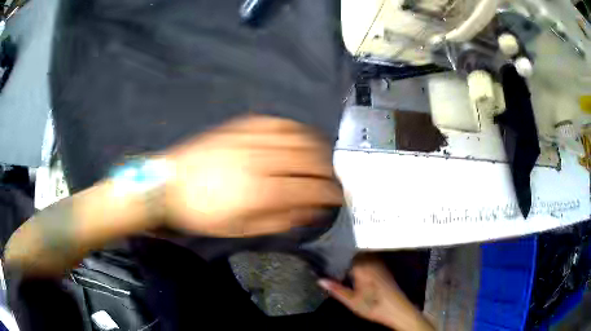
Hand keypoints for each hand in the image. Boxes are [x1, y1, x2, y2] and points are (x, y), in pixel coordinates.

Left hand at [164, 115, 342, 236]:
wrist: (169, 184)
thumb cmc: (203, 213)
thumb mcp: (241, 229)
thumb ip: (280, 220)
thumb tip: (310, 212)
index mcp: (262, 192)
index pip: (311, 189)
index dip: (331, 193)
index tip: (339, 197)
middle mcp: (262, 161)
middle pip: (311, 160)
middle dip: (330, 170)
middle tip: (333, 178)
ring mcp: (252, 139)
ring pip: (299, 137)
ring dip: (318, 147)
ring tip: (323, 157)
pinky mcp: (241, 126)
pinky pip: (278, 122)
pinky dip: (295, 129)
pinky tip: (299, 137)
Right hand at [319, 257, 433, 330]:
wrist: (397, 310)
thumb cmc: (373, 306)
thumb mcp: (351, 301)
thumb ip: (336, 289)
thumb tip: (320, 280)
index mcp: (362, 266)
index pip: (345, 254)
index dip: (334, 254)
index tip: (323, 254)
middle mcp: (371, 261)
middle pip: (354, 252)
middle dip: (342, 254)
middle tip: (328, 256)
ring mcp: (379, 263)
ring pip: (362, 254)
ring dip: (352, 256)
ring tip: (339, 260)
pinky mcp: (384, 268)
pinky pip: (369, 259)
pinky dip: (361, 261)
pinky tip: (355, 269)